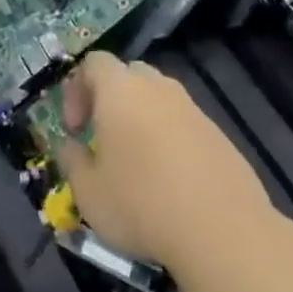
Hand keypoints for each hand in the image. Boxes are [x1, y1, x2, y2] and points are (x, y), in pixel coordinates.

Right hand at [54, 52, 274, 273]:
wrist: (222, 229)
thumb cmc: (141, 205)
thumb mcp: (88, 192)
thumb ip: (72, 160)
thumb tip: (71, 146)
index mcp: (121, 90)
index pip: (94, 62)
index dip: (77, 89)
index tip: (75, 129)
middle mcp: (158, 87)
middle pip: (129, 74)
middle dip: (111, 100)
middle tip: (103, 138)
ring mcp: (192, 108)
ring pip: (159, 99)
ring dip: (142, 120)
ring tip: (136, 163)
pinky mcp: (218, 132)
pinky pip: (183, 123)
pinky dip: (170, 140)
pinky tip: (169, 180)